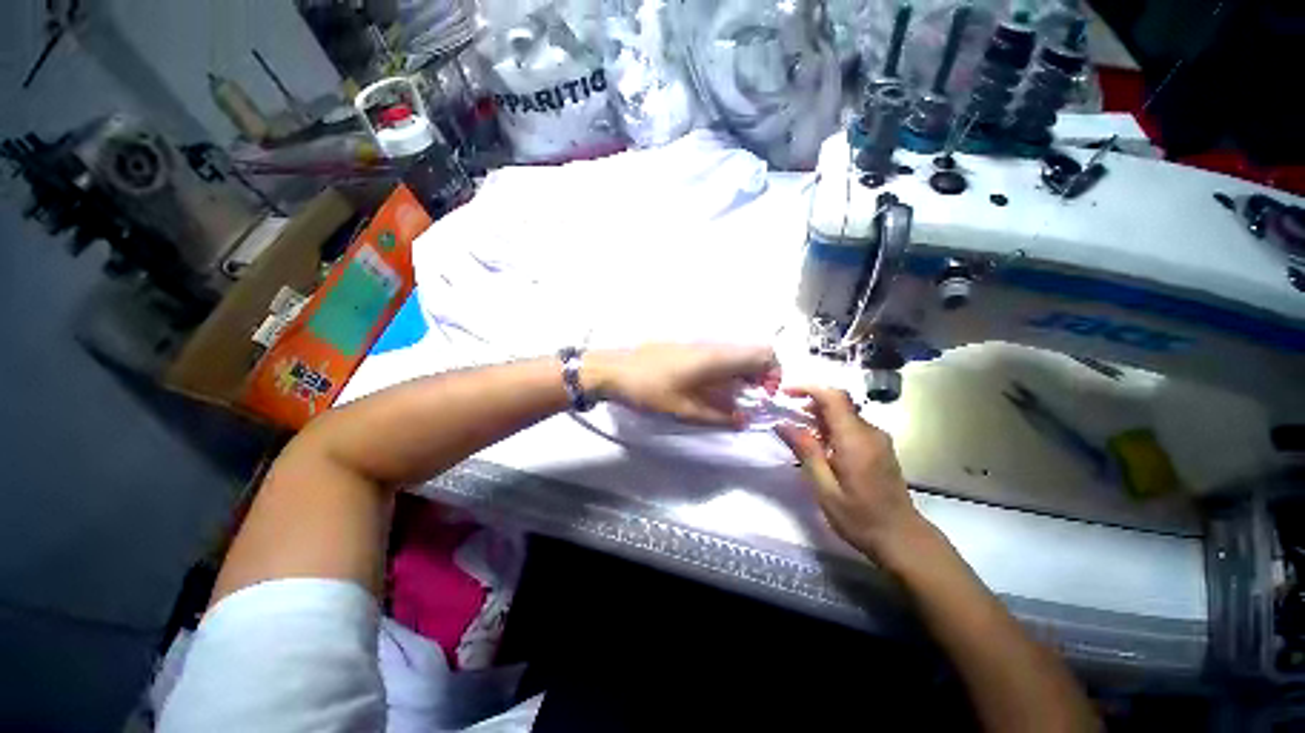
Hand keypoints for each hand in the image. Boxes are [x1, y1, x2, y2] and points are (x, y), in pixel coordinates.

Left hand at [583, 344, 777, 427]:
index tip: (763, 395)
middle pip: (752, 352)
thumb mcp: (683, 410)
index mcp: (717, 358)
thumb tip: (743, 420)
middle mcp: (713, 346)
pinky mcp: (688, 348)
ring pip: (735, 354)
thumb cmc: (649, 389)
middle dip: (760, 376)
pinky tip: (712, 389)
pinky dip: (727, 371)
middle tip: (750, 399)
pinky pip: (719, 356)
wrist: (615, 370)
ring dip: (743, 374)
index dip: (773, 373)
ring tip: (732, 398)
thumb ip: (717, 417)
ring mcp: (700, 345)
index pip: (763, 353)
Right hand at [776, 387, 924, 561]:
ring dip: (820, 416)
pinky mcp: (880, 447)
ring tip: (798, 432)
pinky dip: (831, 427)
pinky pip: (852, 426)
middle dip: (810, 402)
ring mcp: (878, 439)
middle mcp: (870, 432)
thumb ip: (806, 451)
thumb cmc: (859, 517)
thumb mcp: (824, 488)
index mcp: (855, 439)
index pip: (833, 397)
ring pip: (844, 414)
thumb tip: (783, 424)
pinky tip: (820, 445)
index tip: (785, 392)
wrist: (902, 539)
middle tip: (787, 415)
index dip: (808, 388)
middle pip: (838, 402)